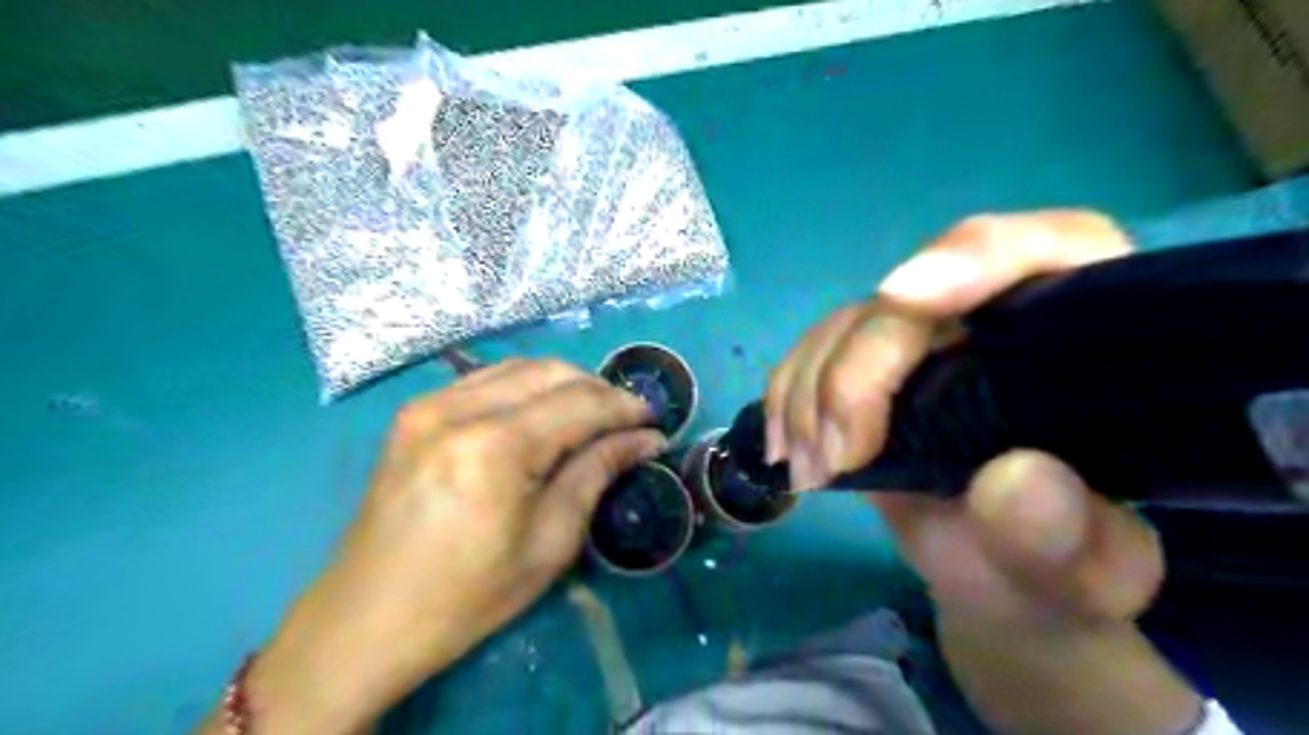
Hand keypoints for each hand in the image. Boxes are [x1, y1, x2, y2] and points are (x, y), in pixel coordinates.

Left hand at [241, 358, 666, 732]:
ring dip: (564, 383)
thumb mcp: (549, 542)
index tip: (655, 419)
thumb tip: (644, 439)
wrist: (366, 619)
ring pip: (518, 367)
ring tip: (593, 413)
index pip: (578, 403)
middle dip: (597, 388)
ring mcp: (429, 404)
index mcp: (494, 447)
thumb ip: (596, 473)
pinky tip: (543, 412)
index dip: (623, 407)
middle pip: (549, 372)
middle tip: (627, 418)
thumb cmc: (468, 596)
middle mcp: (458, 409)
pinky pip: (486, 379)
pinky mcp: (415, 413)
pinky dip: (526, 387)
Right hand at [762, 210, 1159, 621]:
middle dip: (857, 373)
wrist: (997, 573)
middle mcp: (995, 314)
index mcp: (1081, 332)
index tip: (901, 298)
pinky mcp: (871, 366)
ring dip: (810, 393)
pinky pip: (813, 351)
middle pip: (911, 297)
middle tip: (835, 458)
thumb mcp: (1091, 571)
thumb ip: (1075, 538)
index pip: (1042, 248)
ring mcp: (925, 338)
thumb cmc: (1059, 563)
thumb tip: (1014, 480)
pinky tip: (787, 446)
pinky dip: (788, 395)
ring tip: (810, 472)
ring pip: (847, 325)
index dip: (971, 257)